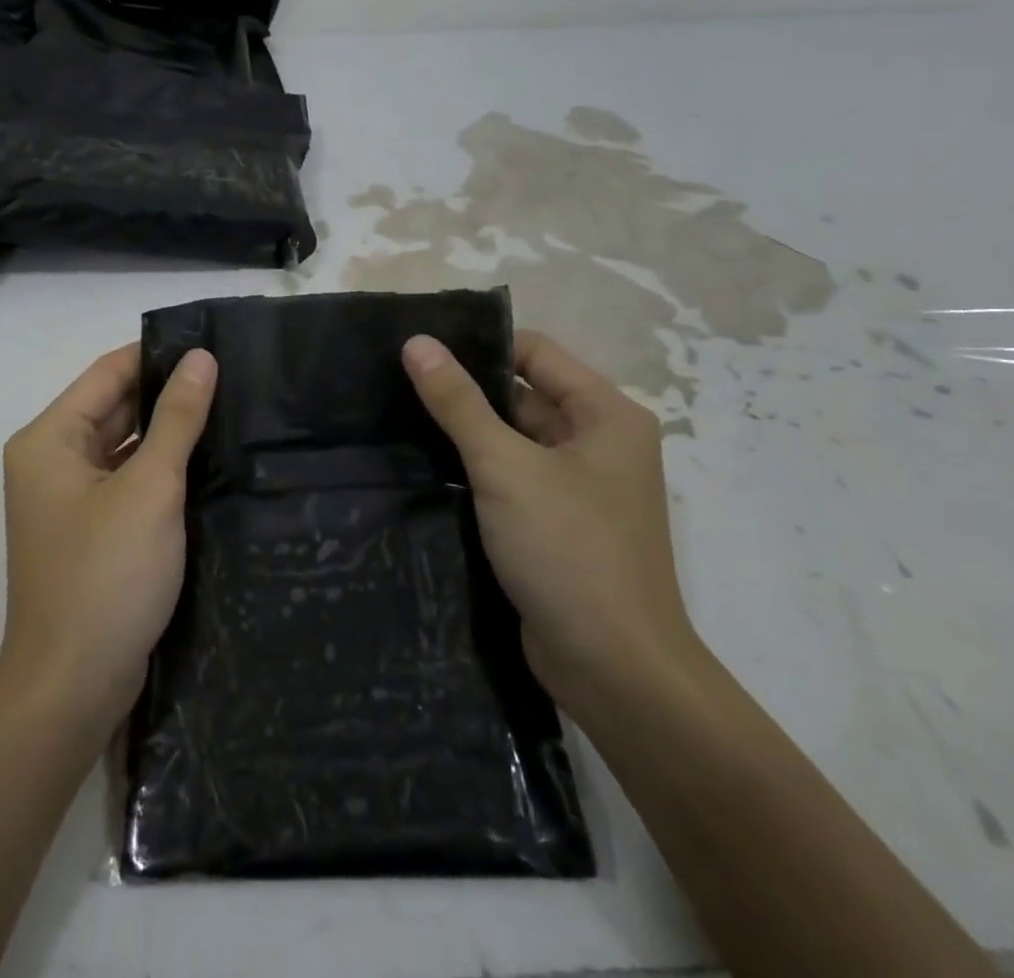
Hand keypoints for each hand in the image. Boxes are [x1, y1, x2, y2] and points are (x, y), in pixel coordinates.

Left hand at [0, 342, 216, 732]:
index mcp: (50, 439)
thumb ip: (177, 419)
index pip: (108, 373)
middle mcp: (51, 461)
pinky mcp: (90, 532)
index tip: (211, 343)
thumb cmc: (106, 576)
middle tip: (231, 375)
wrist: (72, 689)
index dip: (157, 354)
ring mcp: (69, 500)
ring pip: (123, 446)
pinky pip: (127, 482)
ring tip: (228, 409)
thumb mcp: (150, 488)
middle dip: (167, 394)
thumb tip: (201, 357)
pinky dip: (160, 471)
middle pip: (114, 407)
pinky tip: (207, 462)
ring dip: (167, 433)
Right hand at [401, 329, 696, 707]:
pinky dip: (477, 470)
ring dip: (467, 433)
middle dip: (467, 391)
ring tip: (400, 418)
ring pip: (514, 439)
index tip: (421, 351)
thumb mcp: (505, 467)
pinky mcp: (558, 523)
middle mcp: (598, 442)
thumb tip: (416, 342)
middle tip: (398, 384)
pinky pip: (513, 478)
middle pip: (523, 395)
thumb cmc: (569, 551)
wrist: (615, 672)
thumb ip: (459, 402)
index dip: (480, 346)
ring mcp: (579, 486)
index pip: (535, 353)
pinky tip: (426, 466)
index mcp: (605, 414)